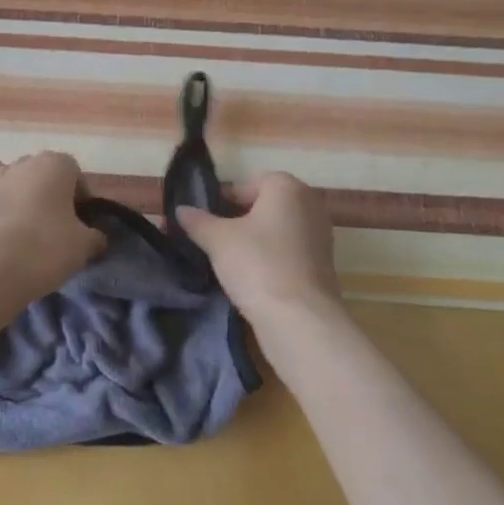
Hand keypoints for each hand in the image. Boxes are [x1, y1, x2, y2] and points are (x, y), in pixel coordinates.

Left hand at [0, 152, 105, 298]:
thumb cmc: (48, 248)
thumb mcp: (84, 245)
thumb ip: (94, 236)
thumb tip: (97, 238)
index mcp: (53, 166)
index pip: (73, 170)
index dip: (79, 193)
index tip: (81, 218)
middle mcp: (18, 165)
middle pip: (35, 168)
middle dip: (43, 188)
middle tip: (52, 220)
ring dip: (5, 185)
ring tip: (14, 213)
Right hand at [175, 172, 342, 327]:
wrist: (300, 318)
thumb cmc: (258, 265)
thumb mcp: (217, 240)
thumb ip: (197, 221)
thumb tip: (181, 210)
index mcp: (287, 186)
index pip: (245, 186)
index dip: (220, 202)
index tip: (202, 223)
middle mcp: (309, 203)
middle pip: (263, 206)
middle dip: (237, 221)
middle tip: (211, 242)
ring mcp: (320, 234)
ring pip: (275, 230)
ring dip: (253, 242)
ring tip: (227, 262)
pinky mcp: (323, 263)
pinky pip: (288, 252)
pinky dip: (270, 259)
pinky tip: (251, 278)